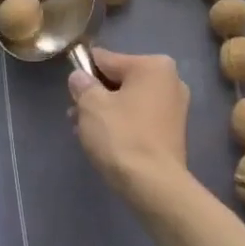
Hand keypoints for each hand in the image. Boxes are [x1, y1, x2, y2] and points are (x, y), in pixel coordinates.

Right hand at [68, 49, 191, 204]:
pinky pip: (139, 118)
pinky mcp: (173, 131)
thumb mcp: (91, 105)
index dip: (83, 74)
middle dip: (95, 96)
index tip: (70, 93)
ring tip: (83, 132)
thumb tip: (79, 78)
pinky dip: (121, 125)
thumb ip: (82, 84)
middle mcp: (170, 80)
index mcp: (153, 65)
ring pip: (128, 101)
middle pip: (119, 80)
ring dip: (105, 112)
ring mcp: (174, 107)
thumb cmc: (122, 136)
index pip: (106, 59)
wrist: (154, 186)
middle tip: (74, 116)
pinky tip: (103, 142)